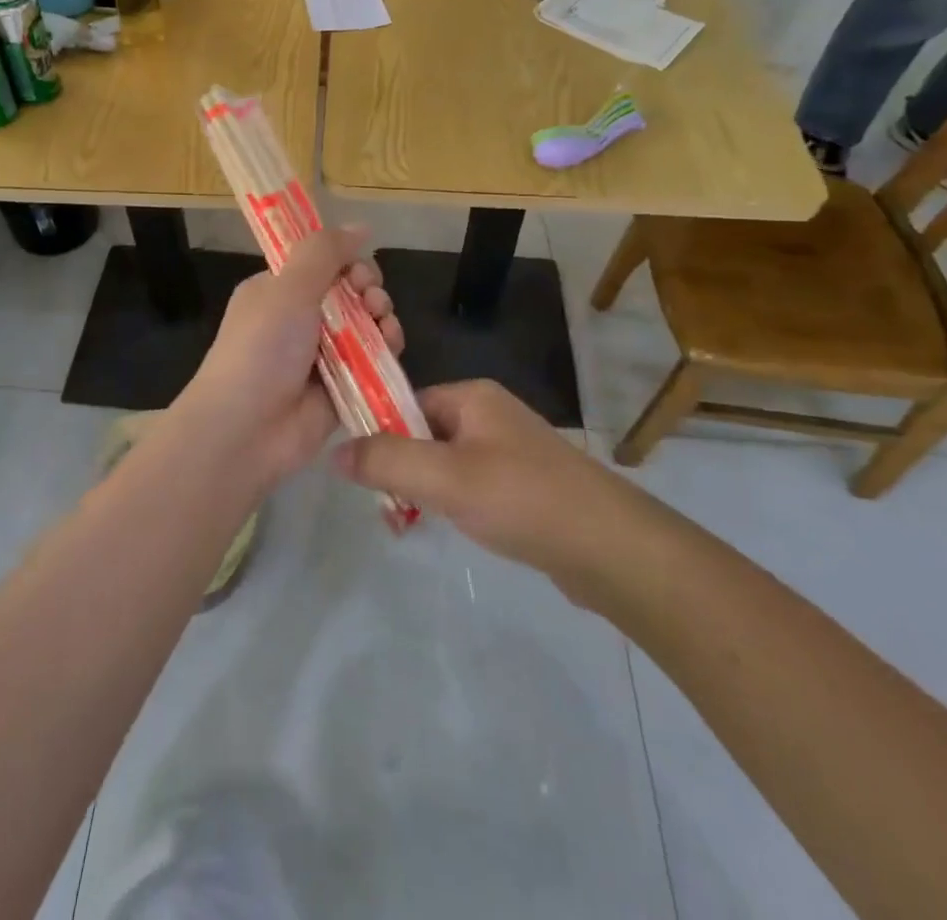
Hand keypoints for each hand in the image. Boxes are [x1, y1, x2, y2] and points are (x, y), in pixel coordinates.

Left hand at [176, 226, 402, 490]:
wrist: (245, 429)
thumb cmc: (262, 348)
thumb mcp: (288, 288)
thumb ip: (323, 252)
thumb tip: (360, 226)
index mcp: (276, 292)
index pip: (321, 265)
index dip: (346, 262)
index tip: (357, 270)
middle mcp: (298, 320)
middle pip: (349, 294)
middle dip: (368, 290)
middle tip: (371, 299)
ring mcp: (320, 356)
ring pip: (366, 326)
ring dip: (382, 318)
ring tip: (383, 324)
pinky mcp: (342, 388)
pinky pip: (372, 361)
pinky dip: (386, 349)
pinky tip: (392, 346)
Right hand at [331, 380, 646, 603]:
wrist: (612, 549)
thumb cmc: (523, 499)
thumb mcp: (445, 478)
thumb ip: (387, 462)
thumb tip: (334, 452)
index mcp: (473, 396)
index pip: (406, 402)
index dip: (379, 432)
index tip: (361, 473)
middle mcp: (490, 414)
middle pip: (423, 433)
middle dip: (401, 469)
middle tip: (388, 508)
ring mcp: (510, 450)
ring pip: (446, 463)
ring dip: (424, 490)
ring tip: (410, 524)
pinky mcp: (524, 485)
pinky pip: (471, 485)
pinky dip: (454, 504)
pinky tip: (451, 529)